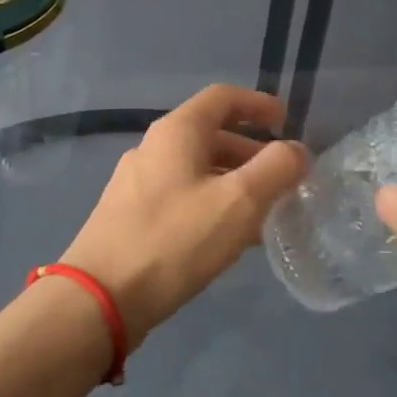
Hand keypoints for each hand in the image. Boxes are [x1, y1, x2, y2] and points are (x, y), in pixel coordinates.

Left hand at [60, 86, 308, 344]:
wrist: (99, 298)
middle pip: (210, 135)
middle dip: (251, 152)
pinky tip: (228, 238)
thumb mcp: (238, 202)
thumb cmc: (174, 240)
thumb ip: (276, 169)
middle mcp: (152, 149)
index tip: (287, 123)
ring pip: (197, 170)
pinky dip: (212, 204)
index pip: (223, 98)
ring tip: (264, 213)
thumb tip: (296, 152)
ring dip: (234, 182)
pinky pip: (181, 197)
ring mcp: (136, 184)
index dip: (258, 104)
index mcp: (176, 132)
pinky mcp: (129, 217)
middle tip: (283, 178)